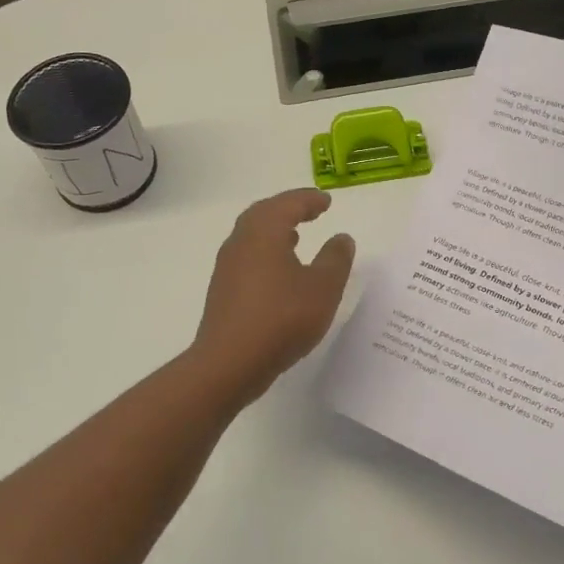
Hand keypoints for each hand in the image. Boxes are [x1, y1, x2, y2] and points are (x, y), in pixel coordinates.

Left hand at [191, 189, 356, 402]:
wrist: (228, 364)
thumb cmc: (281, 319)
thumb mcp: (322, 288)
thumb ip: (335, 259)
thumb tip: (341, 238)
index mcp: (263, 232)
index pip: (287, 204)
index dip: (308, 200)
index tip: (326, 201)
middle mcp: (241, 242)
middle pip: (263, 213)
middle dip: (288, 209)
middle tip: (310, 211)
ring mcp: (227, 267)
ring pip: (252, 236)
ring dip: (274, 231)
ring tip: (295, 237)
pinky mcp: (223, 291)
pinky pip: (247, 257)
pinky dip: (265, 252)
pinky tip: (279, 272)